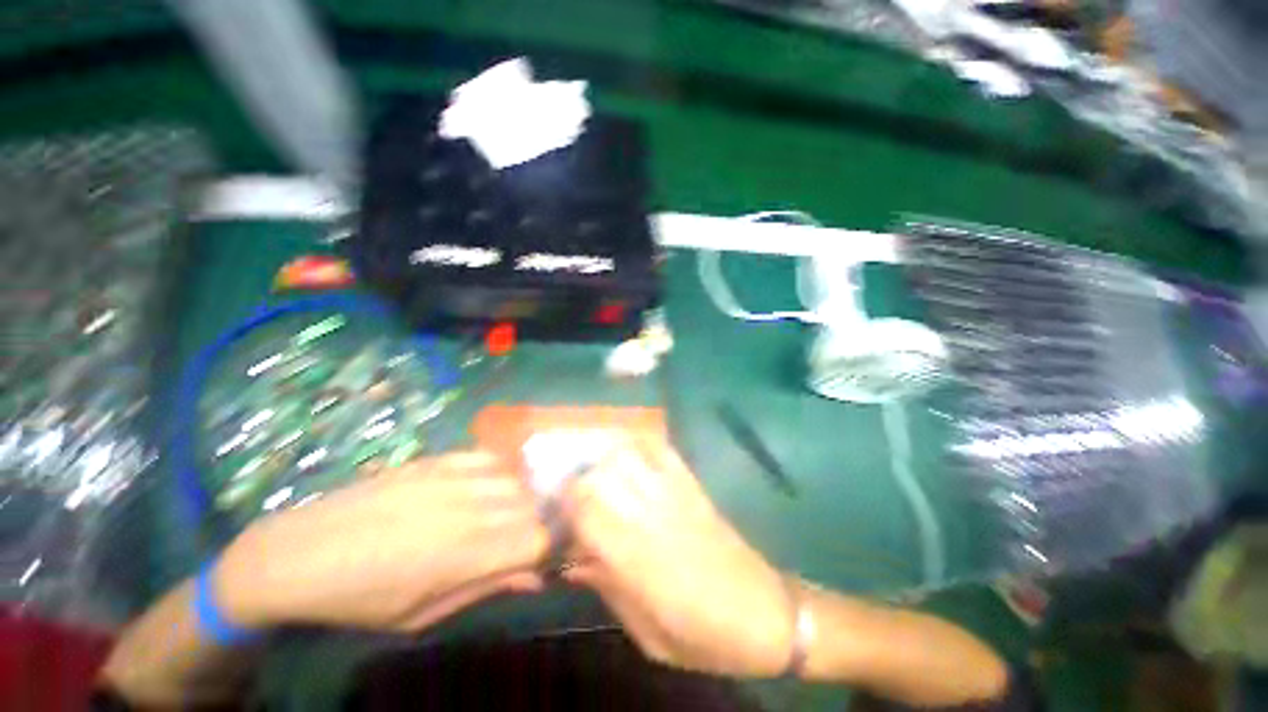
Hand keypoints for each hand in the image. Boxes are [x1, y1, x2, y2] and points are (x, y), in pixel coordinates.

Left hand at [213, 451, 549, 632]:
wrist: (297, 554)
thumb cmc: (360, 600)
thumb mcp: (422, 614)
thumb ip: (486, 588)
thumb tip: (536, 577)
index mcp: (466, 554)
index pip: (539, 539)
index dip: (551, 547)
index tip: (545, 557)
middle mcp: (470, 508)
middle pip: (533, 504)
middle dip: (540, 522)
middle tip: (526, 538)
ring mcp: (453, 477)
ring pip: (517, 478)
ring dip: (523, 496)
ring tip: (509, 512)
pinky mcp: (437, 460)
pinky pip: (488, 456)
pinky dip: (500, 470)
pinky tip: (490, 484)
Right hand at [561, 435, 794, 676]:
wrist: (766, 613)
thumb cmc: (704, 635)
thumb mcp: (648, 632)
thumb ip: (608, 588)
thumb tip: (573, 559)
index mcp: (637, 558)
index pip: (586, 512)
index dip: (563, 509)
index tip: (555, 517)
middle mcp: (652, 515)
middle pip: (600, 476)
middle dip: (577, 482)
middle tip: (572, 496)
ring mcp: (675, 492)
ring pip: (627, 455)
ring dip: (603, 460)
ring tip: (597, 474)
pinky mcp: (693, 484)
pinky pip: (661, 450)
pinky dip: (639, 444)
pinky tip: (628, 454)